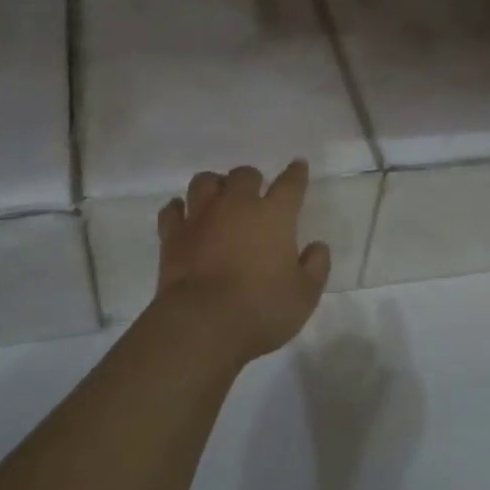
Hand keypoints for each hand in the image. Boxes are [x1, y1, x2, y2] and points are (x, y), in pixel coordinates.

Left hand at [154, 160, 331, 362]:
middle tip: (254, 193)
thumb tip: (317, 247)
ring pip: (204, 182)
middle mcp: (236, 206)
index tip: (298, 165)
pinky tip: (184, 215)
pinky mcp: (173, 235)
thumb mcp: (304, 295)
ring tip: (219, 198)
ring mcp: (200, 217)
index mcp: (274, 215)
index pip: (290, 184)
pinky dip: (179, 209)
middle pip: (244, 175)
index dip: (296, 173)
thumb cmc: (261, 309)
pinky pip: (173, 210)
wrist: (202, 323)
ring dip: (214, 185)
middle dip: (251, 179)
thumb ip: (315, 267)